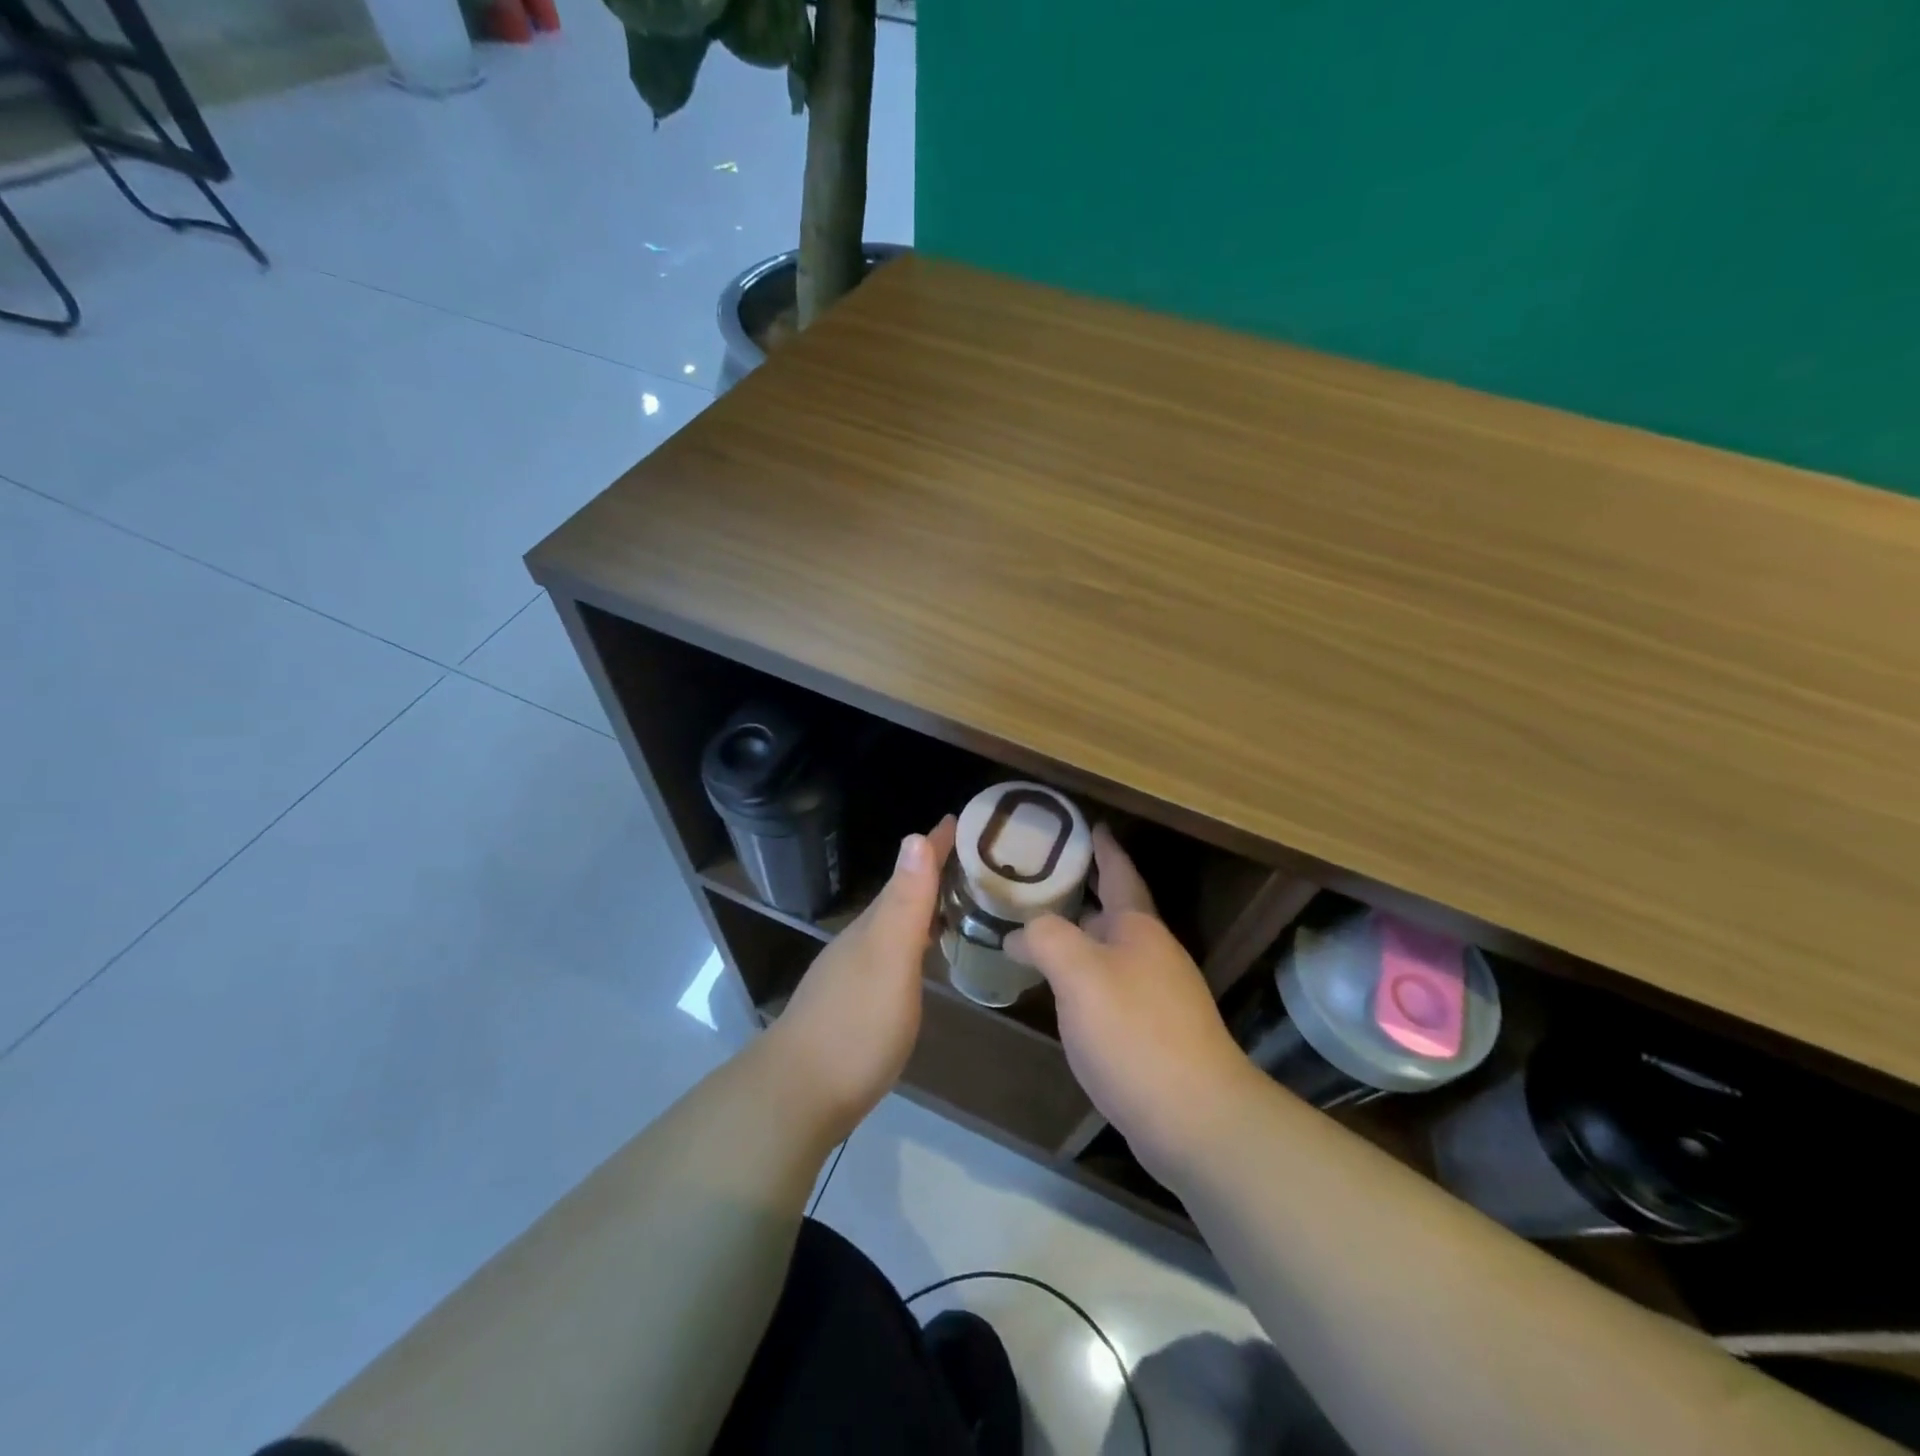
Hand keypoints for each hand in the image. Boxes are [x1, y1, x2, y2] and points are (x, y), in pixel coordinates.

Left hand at [766, 816, 954, 1145]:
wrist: (797, 1095)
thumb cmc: (855, 1025)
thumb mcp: (889, 959)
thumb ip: (905, 904)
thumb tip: (915, 837)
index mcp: (874, 926)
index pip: (909, 873)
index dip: (934, 846)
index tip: (959, 819)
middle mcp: (861, 941)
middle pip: (901, 895)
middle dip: (932, 872)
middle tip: (971, 860)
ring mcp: (853, 973)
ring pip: (894, 925)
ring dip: (922, 908)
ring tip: (955, 901)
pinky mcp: (853, 1005)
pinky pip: (892, 954)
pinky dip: (913, 942)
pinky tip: (922, 957)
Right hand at [1008, 826, 1255, 1184]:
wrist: (1195, 1119)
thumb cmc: (1135, 1032)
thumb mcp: (1079, 974)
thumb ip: (1045, 938)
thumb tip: (1019, 932)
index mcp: (1139, 928)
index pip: (1120, 872)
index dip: (1104, 847)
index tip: (1089, 824)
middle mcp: (1153, 954)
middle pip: (1113, 911)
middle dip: (1082, 893)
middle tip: (1039, 880)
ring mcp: (1158, 995)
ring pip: (1111, 952)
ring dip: (1080, 937)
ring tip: (1040, 930)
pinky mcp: (1155, 1033)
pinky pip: (1111, 987)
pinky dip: (1084, 977)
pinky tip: (1063, 991)